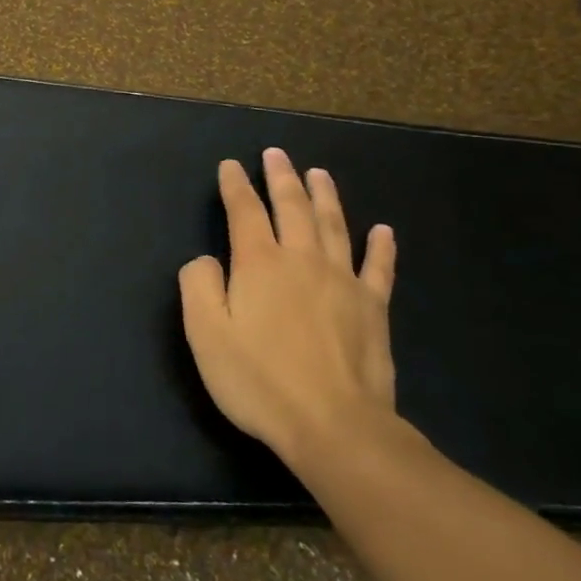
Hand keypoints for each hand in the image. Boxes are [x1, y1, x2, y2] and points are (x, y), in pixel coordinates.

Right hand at [179, 148, 398, 473]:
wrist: (334, 426)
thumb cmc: (259, 380)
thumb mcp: (205, 333)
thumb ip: (198, 285)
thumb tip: (206, 260)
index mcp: (259, 264)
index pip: (244, 212)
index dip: (235, 186)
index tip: (230, 166)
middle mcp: (302, 261)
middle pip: (292, 208)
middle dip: (281, 177)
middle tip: (276, 153)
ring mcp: (343, 282)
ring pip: (334, 226)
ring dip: (325, 196)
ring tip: (319, 173)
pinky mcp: (373, 309)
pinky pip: (379, 268)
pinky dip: (380, 246)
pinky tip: (382, 230)